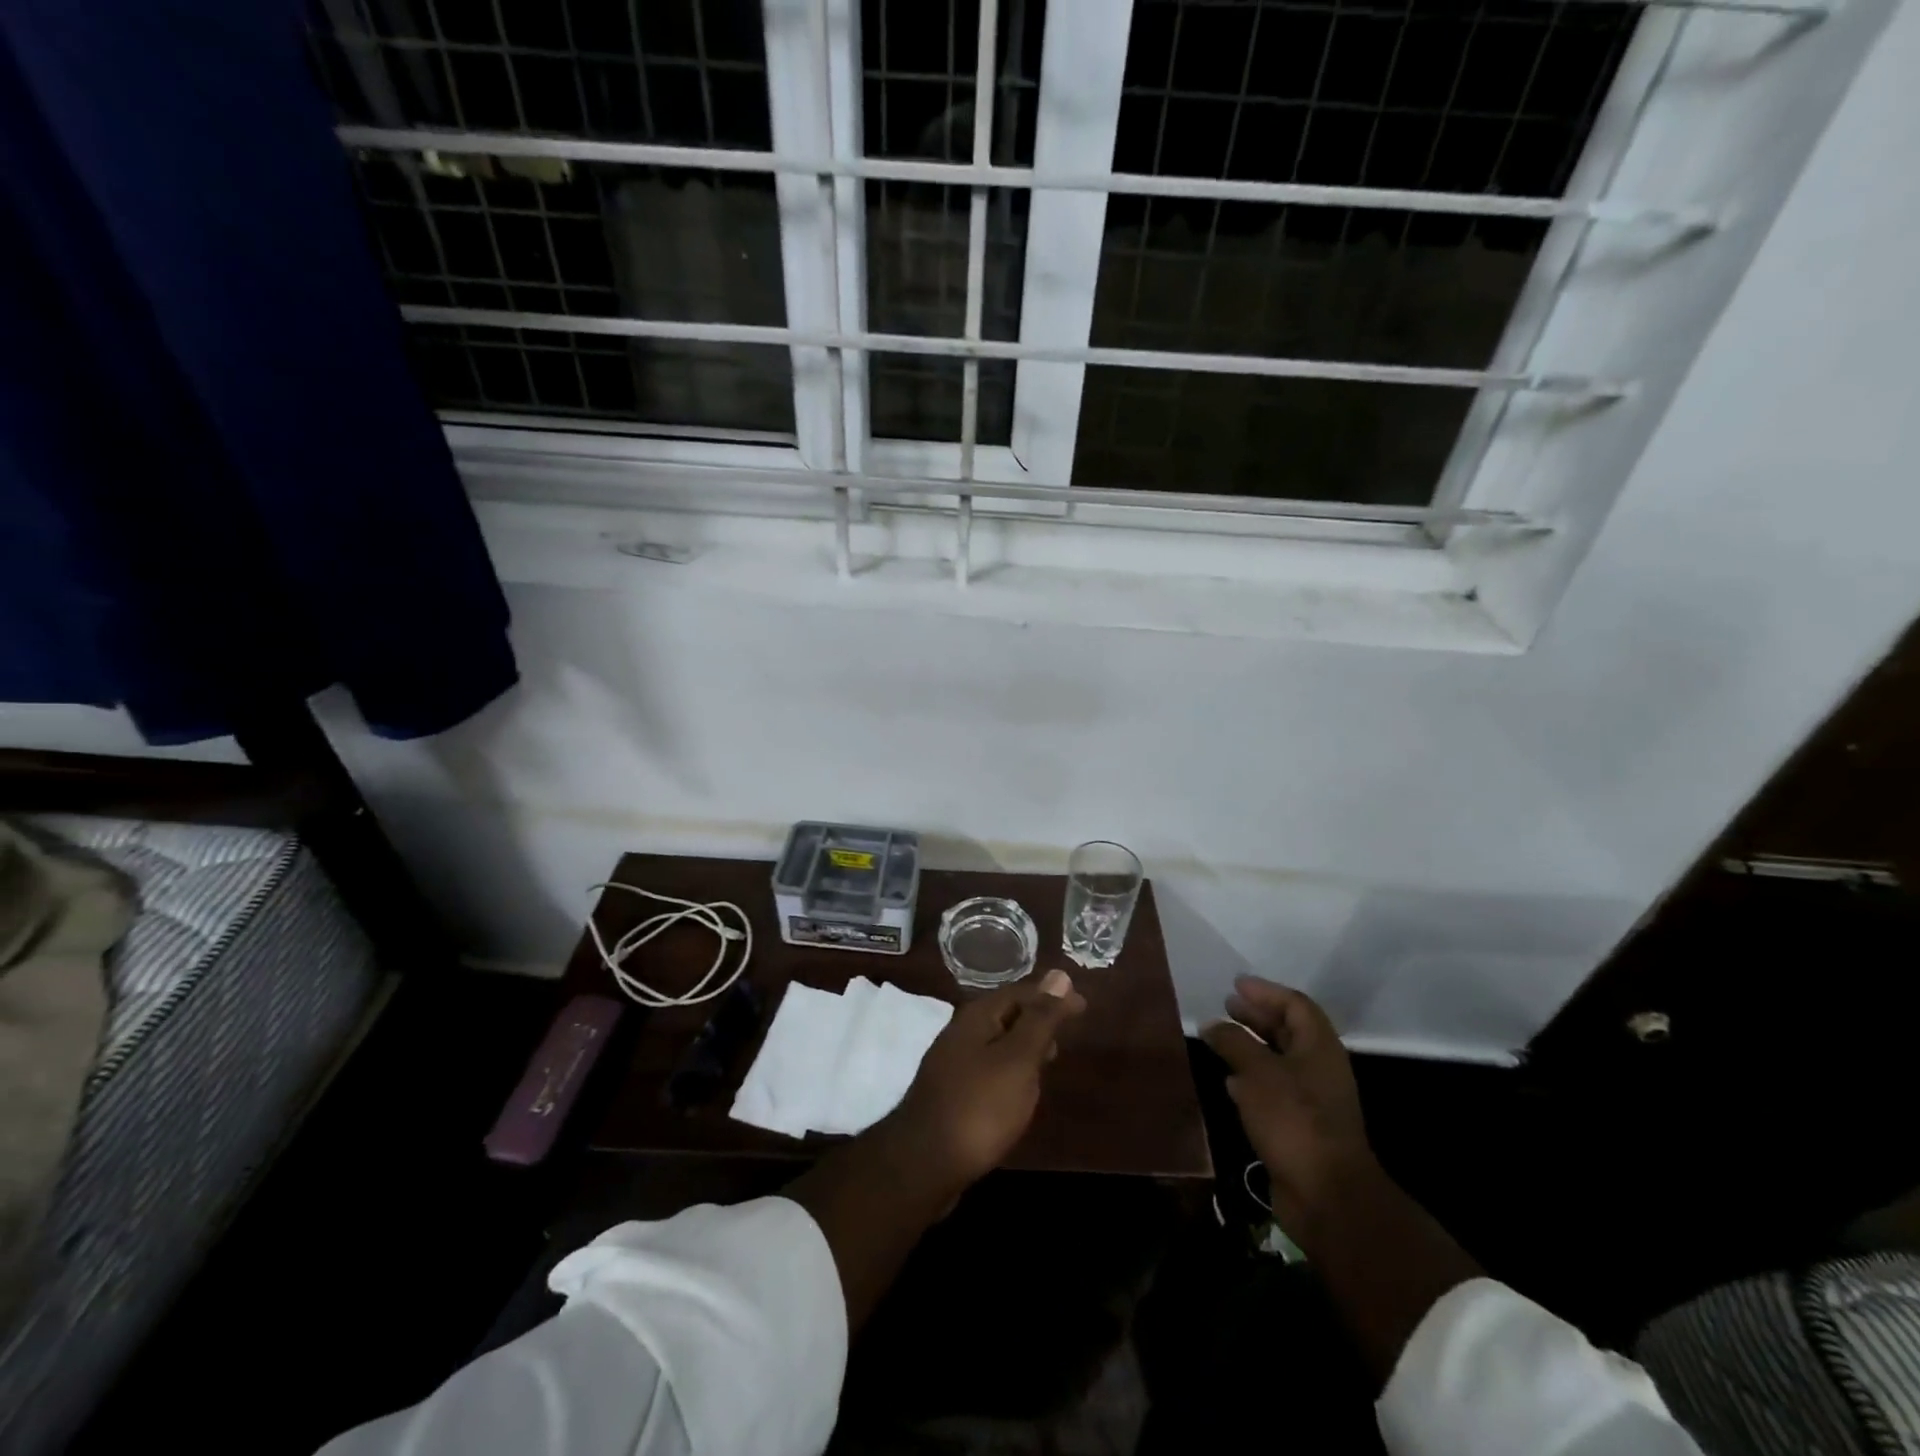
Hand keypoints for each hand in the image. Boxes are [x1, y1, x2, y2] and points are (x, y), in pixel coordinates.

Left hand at [884, 968, 1087, 1193]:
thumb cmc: (980, 1106)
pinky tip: (1019, 1091)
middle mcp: (961, 1032)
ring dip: (1024, 1044)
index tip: (1083, 1006)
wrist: (925, 1163)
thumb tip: (1059, 974)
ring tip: (1049, 1061)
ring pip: (997, 1042)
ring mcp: (953, 1063)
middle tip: (1067, 1033)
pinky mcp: (951, 1092)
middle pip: (1006, 1013)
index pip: (1021, 992)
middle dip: (1037, 1018)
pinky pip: (988, 1068)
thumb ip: (1040, 1019)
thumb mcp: (1018, 1059)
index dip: (1052, 996)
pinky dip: (1011, 1069)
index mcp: (977, 1016)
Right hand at [1201, 977, 1378, 1241]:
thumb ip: (1233, 1042)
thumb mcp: (1257, 1072)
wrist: (1326, 1195)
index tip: (1235, 985)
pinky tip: (1229, 1082)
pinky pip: (1274, 1090)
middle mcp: (1319, 1068)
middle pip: (1289, 1031)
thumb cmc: (1294, 1119)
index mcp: (1319, 1047)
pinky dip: (1251, 1079)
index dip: (1265, 991)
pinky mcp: (1300, 1127)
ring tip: (1220, 1039)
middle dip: (1257, 1017)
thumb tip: (1212, 1024)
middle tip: (1226, 1006)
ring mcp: (1312, 1100)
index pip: (1295, 1005)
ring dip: (1251, 1047)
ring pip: (1279, 1061)